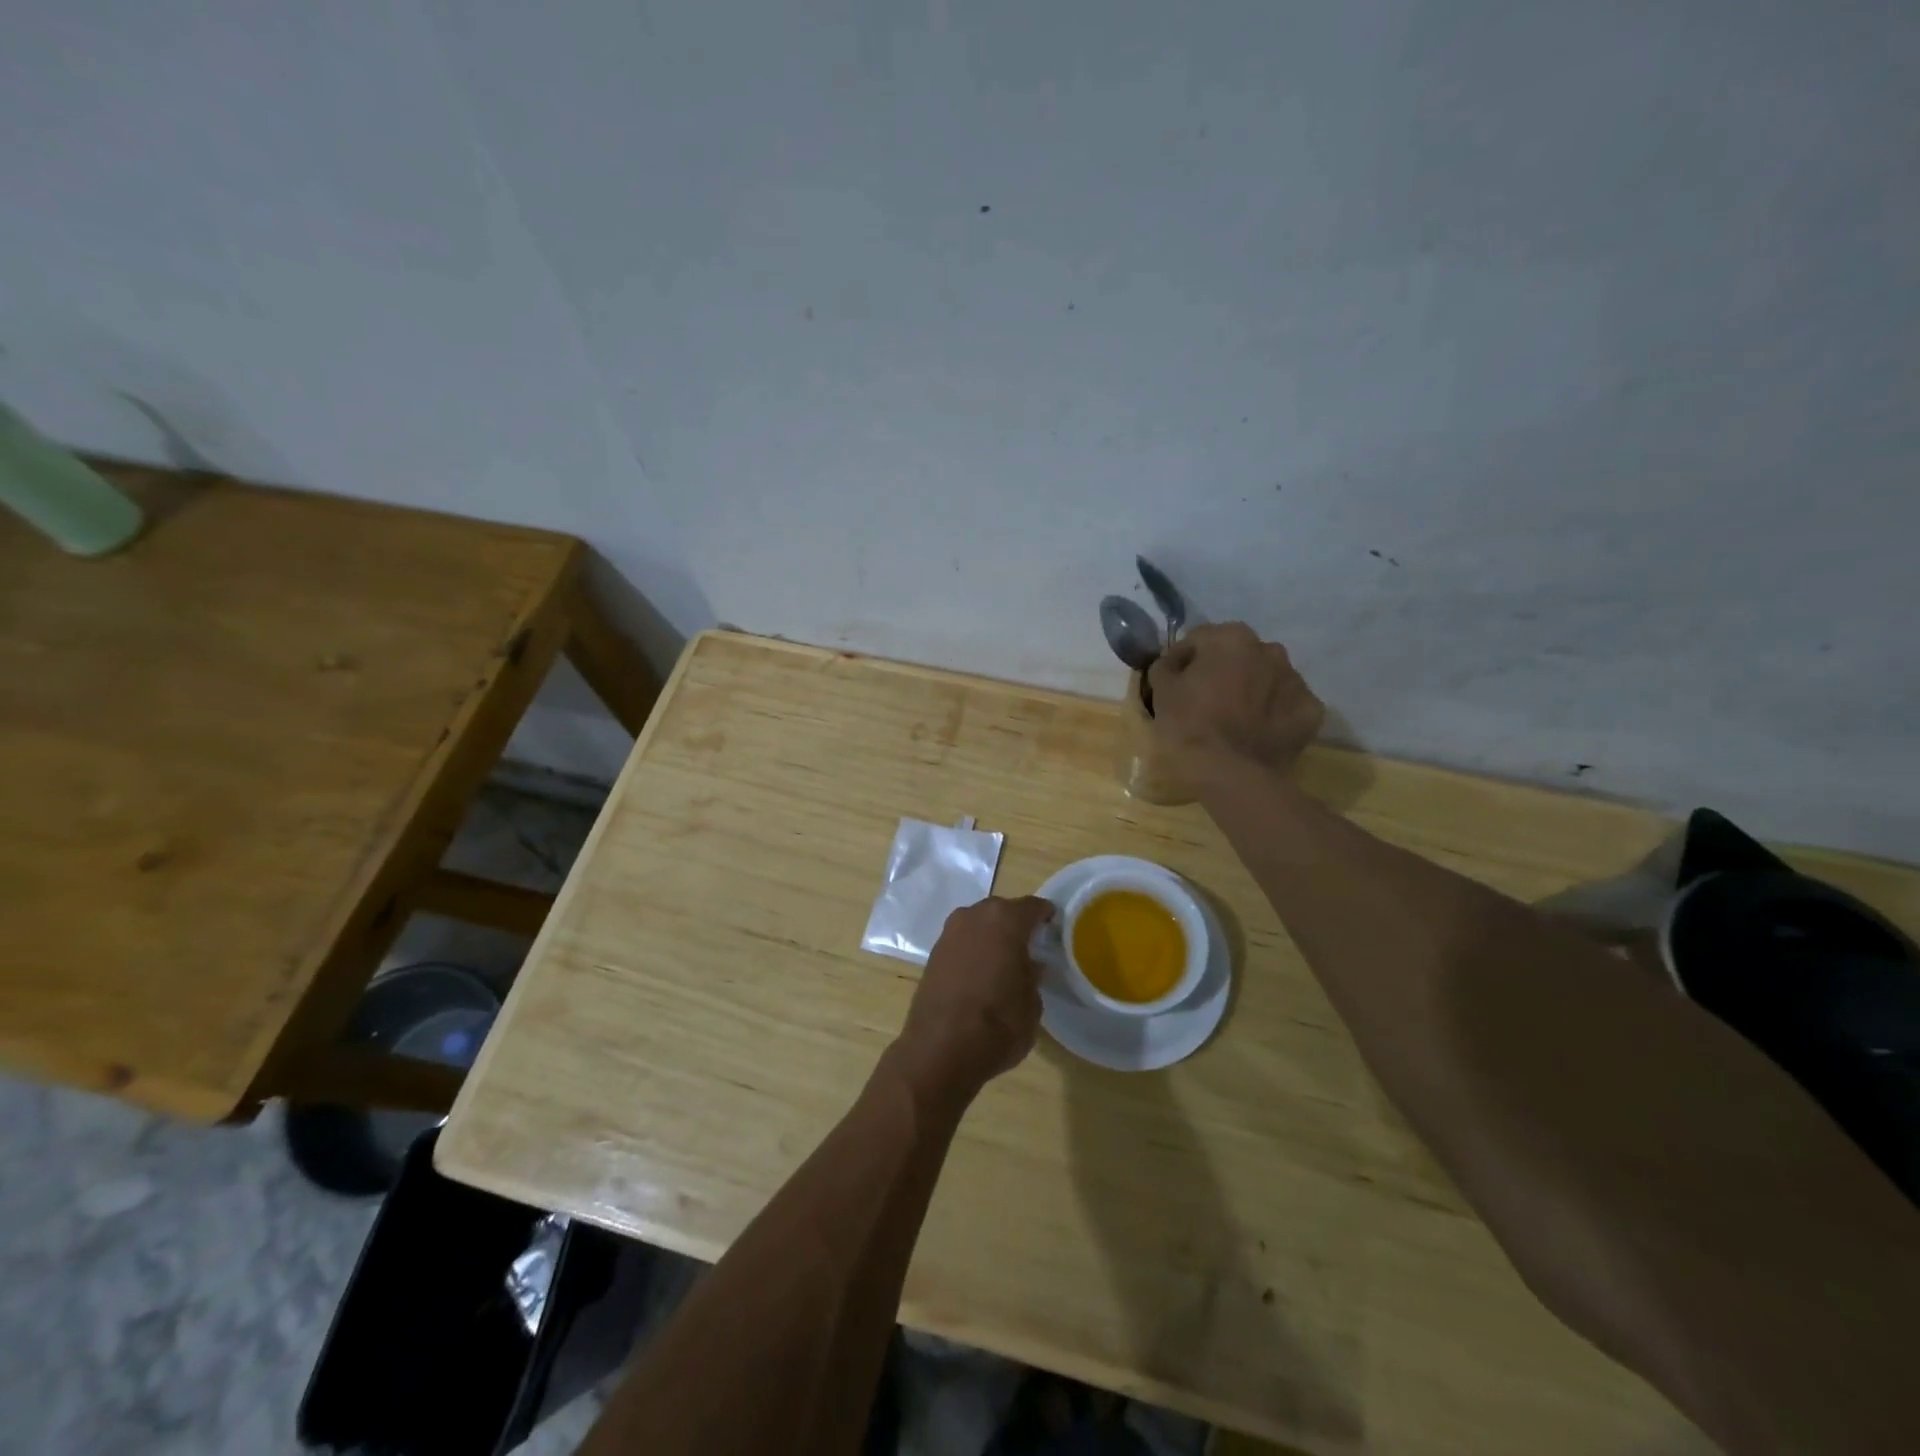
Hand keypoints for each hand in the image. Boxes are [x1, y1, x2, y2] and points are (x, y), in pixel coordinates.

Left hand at [893, 896, 1055, 1104]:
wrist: (940, 1049)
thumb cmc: (998, 1023)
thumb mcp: (1032, 1003)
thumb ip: (1032, 976)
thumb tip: (1028, 966)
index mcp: (1005, 919)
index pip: (1033, 907)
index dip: (1046, 917)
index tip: (1054, 929)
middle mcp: (974, 916)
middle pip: (1002, 911)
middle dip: (1016, 925)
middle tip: (1030, 947)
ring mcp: (949, 932)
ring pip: (979, 925)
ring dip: (991, 937)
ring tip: (1004, 962)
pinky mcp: (933, 953)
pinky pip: (962, 942)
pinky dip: (973, 951)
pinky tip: (981, 973)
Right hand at [1147, 622, 1325, 779]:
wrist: (1233, 774)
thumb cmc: (1190, 726)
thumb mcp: (1162, 692)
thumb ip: (1166, 667)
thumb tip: (1173, 663)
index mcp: (1231, 638)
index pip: (1199, 640)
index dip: (1183, 660)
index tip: (1174, 683)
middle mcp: (1269, 649)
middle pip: (1238, 655)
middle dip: (1223, 671)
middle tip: (1206, 700)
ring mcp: (1296, 680)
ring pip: (1266, 678)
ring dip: (1252, 690)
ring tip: (1235, 719)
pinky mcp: (1311, 711)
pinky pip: (1286, 706)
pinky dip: (1274, 715)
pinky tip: (1258, 733)